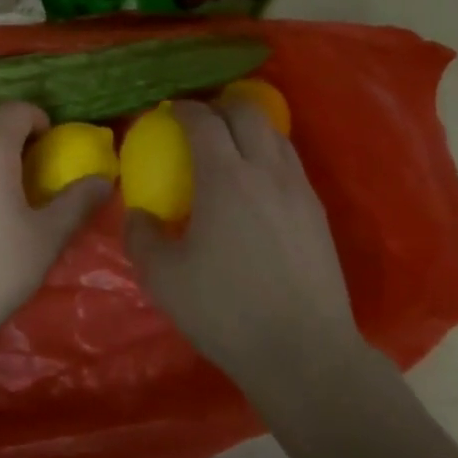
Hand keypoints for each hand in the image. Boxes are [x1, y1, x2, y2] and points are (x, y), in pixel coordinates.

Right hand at [124, 99, 364, 393]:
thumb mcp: (164, 278)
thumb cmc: (226, 310)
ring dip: (249, 127)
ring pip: (276, 135)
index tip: (170, 110)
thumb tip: (139, 214)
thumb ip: (142, 236)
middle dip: (220, 105)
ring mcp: (298, 190)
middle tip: (200, 118)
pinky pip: (291, 163)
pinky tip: (258, 183)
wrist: (304, 352)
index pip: (204, 121)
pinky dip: (270, 154)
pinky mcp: (318, 213)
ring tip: (231, 144)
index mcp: (225, 177)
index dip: (184, 109)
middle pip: (247, 112)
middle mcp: (266, 171)